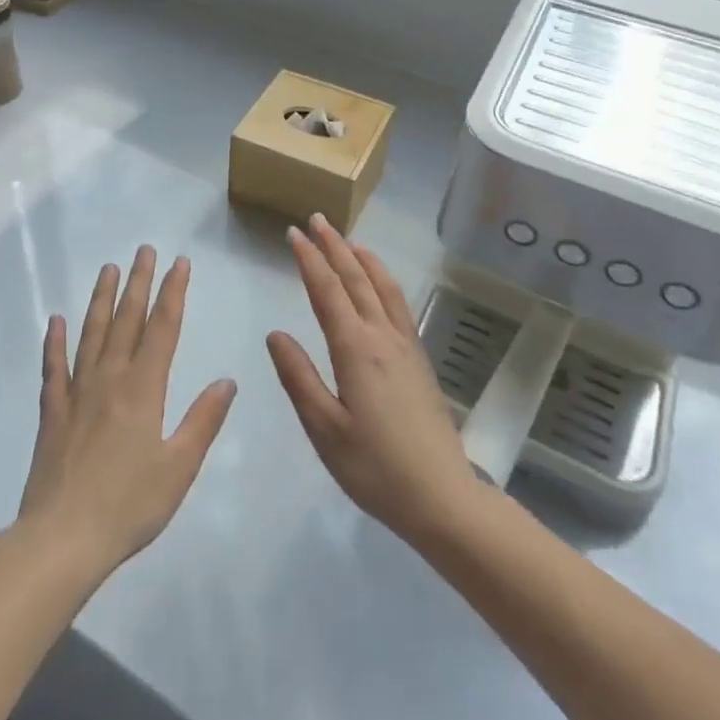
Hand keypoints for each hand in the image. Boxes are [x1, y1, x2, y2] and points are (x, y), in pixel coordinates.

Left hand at [16, 246, 237, 579]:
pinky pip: (54, 368)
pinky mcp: (52, 412)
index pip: (162, 328)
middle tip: (144, 249)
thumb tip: (227, 381)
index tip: (180, 263)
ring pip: (91, 333)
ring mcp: (77, 392)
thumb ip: (203, 420)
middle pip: (126, 320)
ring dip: (101, 299)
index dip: (173, 293)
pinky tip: (55, 321)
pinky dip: (55, 342)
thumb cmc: (129, 505)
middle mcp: (110, 379)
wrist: (62, 538)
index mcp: (144, 389)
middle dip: (139, 282)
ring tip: (108, 269)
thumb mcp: (179, 467)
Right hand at [267, 216, 482, 545]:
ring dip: (362, 258)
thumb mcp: (325, 430)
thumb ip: (298, 378)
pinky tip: (379, 284)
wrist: (443, 499)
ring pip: (383, 287)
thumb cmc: (376, 469)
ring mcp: (406, 347)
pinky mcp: (419, 361)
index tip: (293, 233)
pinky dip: (383, 280)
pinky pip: (399, 304)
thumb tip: (276, 333)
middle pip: (356, 279)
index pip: (326, 291)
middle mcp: (383, 337)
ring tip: (347, 240)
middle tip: (316, 220)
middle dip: (334, 246)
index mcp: (356, 349)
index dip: (309, 259)